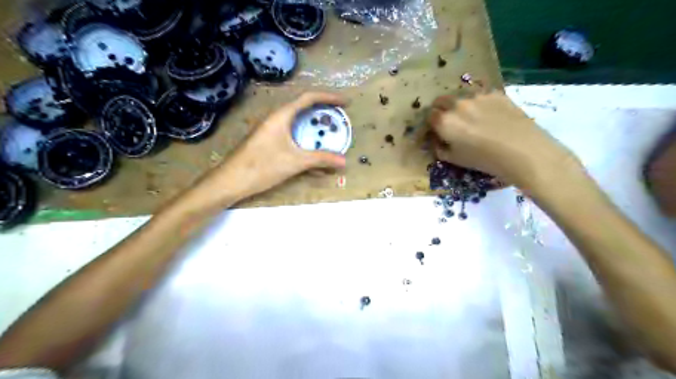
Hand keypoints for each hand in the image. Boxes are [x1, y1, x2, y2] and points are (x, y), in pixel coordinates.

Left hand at [210, 91, 347, 201]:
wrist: (231, 181)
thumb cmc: (262, 166)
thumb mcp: (295, 162)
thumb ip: (320, 159)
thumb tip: (344, 161)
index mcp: (282, 116)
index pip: (309, 98)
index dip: (329, 97)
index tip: (345, 103)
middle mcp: (276, 119)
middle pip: (303, 109)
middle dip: (323, 113)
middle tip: (339, 120)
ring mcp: (271, 131)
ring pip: (298, 124)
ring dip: (314, 129)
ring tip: (329, 136)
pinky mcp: (268, 143)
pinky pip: (292, 138)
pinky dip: (305, 143)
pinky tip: (314, 157)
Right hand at [430, 88, 576, 189]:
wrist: (522, 150)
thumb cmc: (483, 159)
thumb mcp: (454, 159)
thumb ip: (439, 148)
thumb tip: (436, 140)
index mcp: (444, 121)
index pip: (429, 116)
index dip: (431, 124)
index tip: (436, 131)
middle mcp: (457, 104)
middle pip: (440, 100)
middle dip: (440, 109)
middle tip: (449, 122)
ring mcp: (477, 96)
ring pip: (460, 96)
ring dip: (458, 105)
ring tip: (470, 117)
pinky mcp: (495, 93)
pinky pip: (479, 95)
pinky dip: (477, 103)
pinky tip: (488, 115)